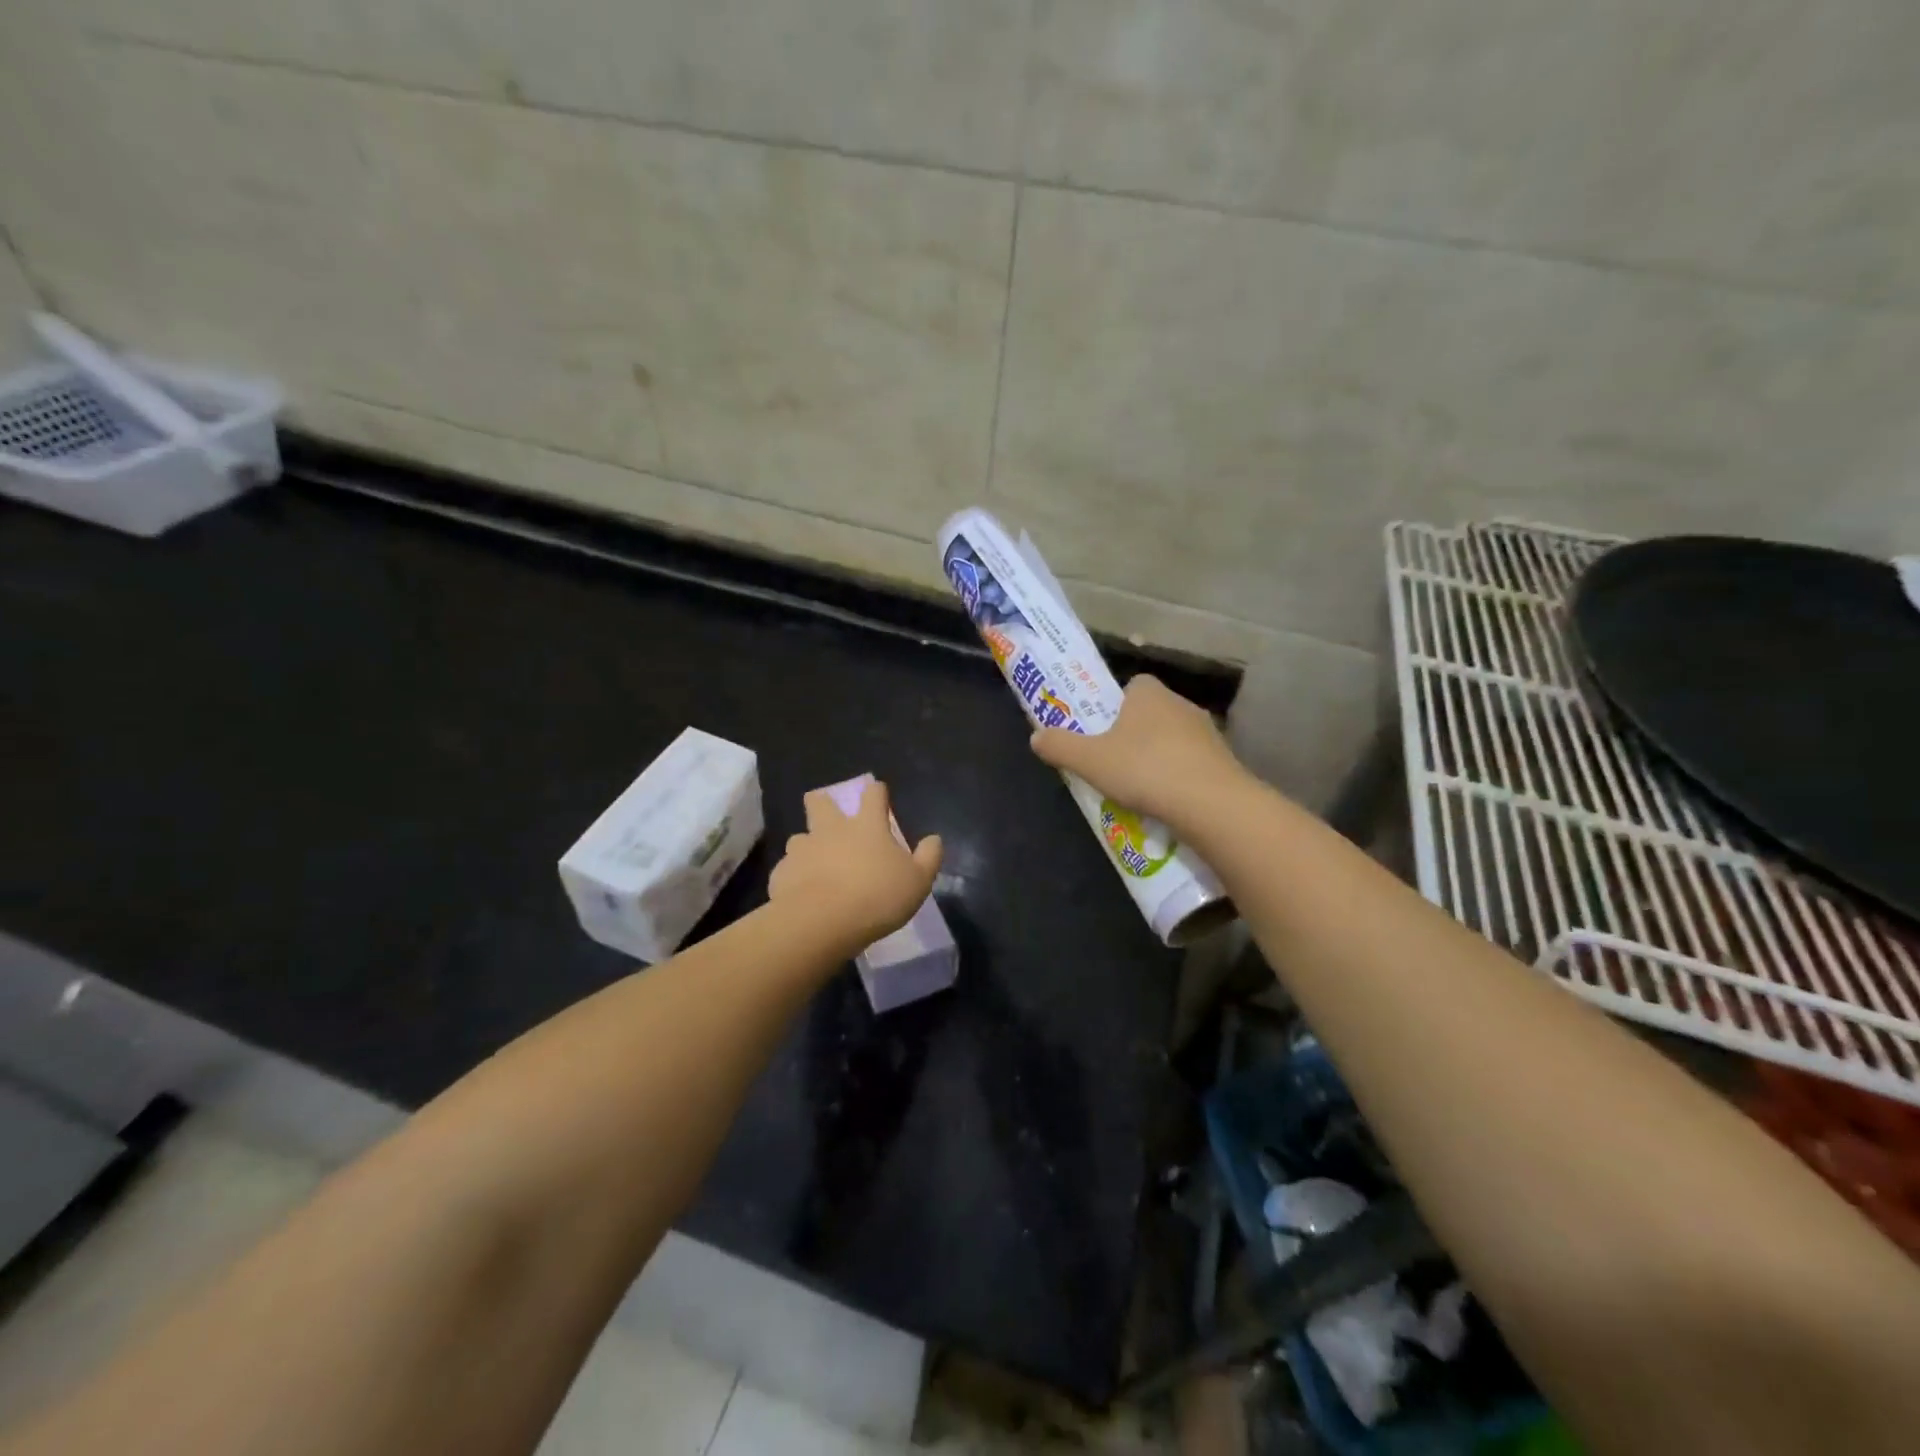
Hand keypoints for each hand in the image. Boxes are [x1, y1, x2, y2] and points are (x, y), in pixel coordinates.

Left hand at [769, 779, 942, 951]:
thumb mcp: (918, 881)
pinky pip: (788, 869)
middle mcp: (831, 830)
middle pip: (820, 802)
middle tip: (828, 813)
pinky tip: (802, 893)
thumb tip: (934, 839)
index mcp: (867, 826)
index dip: (877, 792)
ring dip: (807, 845)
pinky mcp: (781, 874)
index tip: (879, 793)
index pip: (873, 795)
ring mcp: (802, 850)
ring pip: (799, 837)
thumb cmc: (877, 897)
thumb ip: (928, 858)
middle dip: (822, 802)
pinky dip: (795, 877)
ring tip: (815, 863)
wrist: (821, 923)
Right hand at [1029, 676, 1247, 830]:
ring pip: (1173, 739)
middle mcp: (1180, 703)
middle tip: (1113, 763)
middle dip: (1133, 734)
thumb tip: (1036, 737)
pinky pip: (1192, 763)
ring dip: (1158, 757)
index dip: (1113, 706)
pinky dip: (1179, 777)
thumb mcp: (1089, 761)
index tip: (1101, 732)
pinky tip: (1167, 801)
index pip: (1130, 686)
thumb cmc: (1144, 770)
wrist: (1212, 803)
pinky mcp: (1224, 760)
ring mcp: (1207, 732)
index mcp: (1148, 692)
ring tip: (1139, 788)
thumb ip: (1059, 746)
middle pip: (1150, 713)